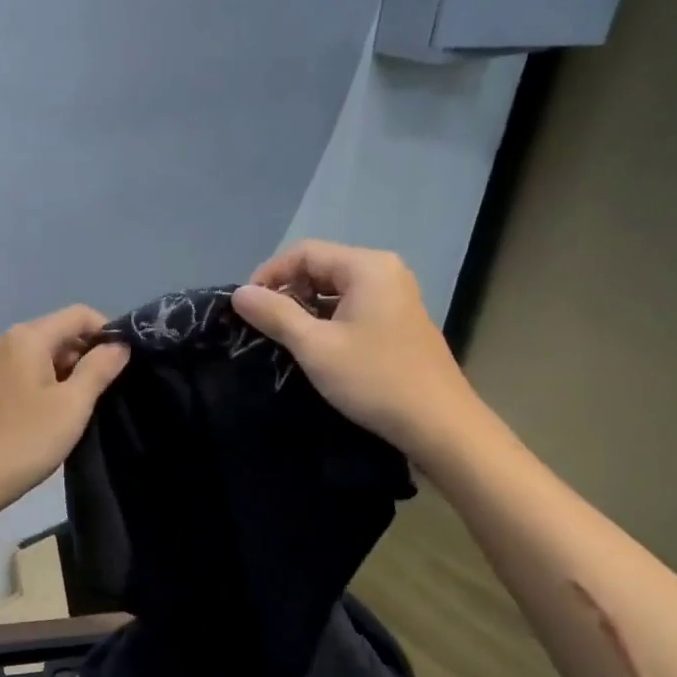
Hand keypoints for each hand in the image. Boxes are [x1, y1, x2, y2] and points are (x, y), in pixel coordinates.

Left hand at [0, 305, 130, 517]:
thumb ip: (100, 368)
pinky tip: (60, 412)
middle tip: (109, 389)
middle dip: (89, 353)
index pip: (79, 314)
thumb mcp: (73, 404)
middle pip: (62, 331)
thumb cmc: (27, 439)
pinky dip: (51, 381)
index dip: (107, 332)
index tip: (125, 363)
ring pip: (47, 353)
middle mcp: (8, 340)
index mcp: (28, 337)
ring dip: (72, 371)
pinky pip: (31, 370)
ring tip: (87, 404)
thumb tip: (120, 344)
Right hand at [231, 241, 471, 456]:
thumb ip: (275, 315)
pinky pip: (354, 309)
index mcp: (367, 266)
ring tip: (284, 339)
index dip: (269, 275)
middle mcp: (385, 272)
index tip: (246, 308)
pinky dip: (329, 321)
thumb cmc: (374, 379)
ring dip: (307, 309)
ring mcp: (396, 297)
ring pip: (337, 291)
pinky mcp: (399, 323)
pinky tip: (317, 349)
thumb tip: (239, 293)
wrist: (438, 423)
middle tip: (262, 326)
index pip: (305, 252)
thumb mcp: (316, 347)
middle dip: (288, 292)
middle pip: (322, 267)